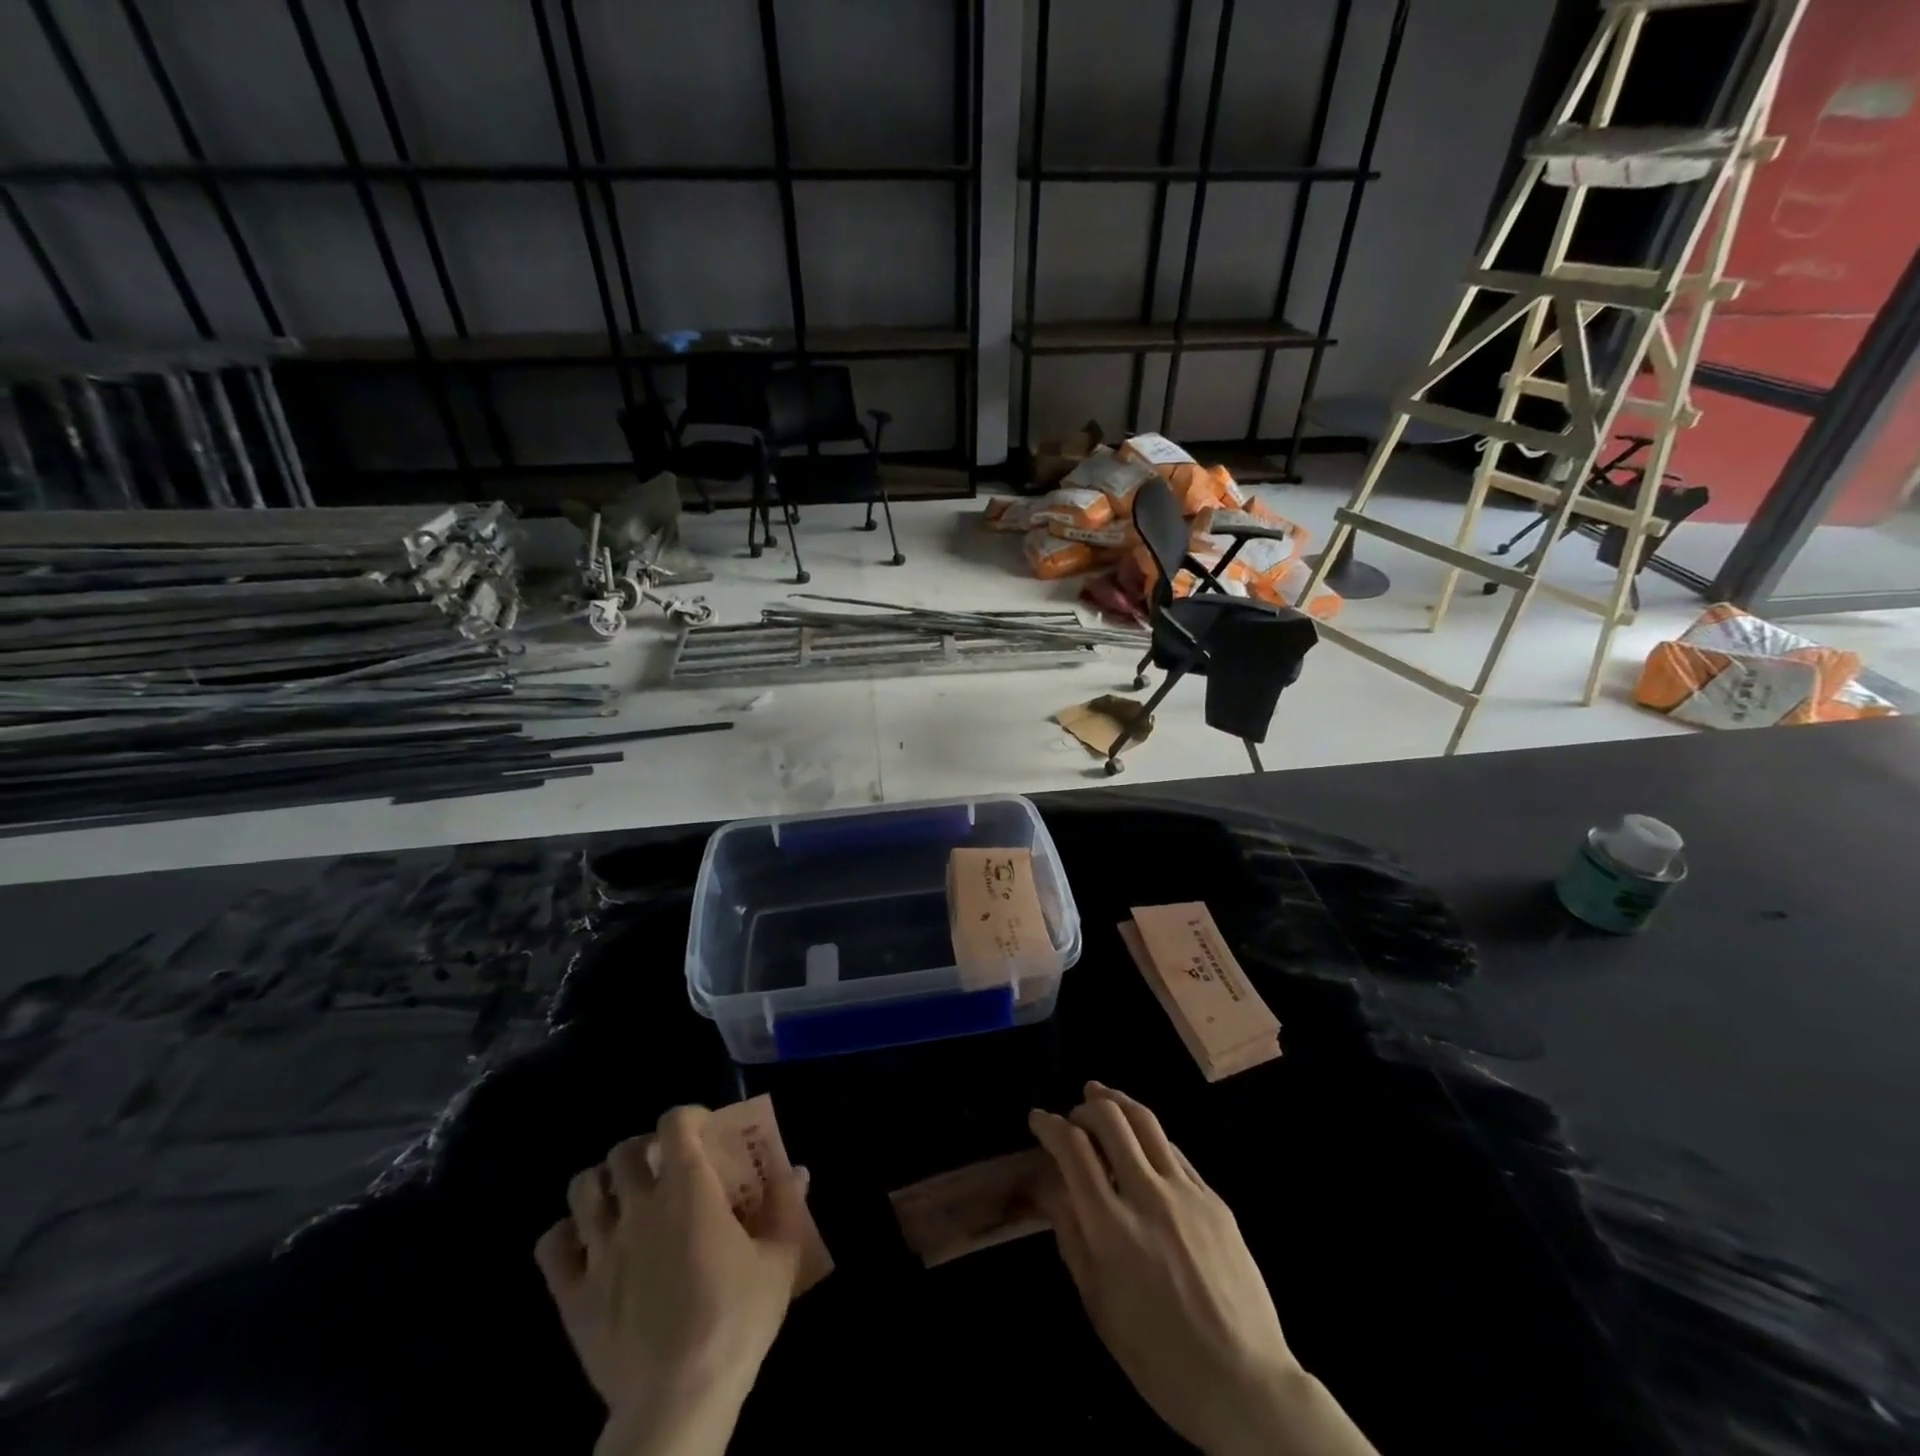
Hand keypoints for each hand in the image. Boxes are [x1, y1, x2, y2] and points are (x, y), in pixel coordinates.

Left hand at [534, 1106, 810, 1455]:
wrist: (678, 1398)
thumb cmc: (736, 1319)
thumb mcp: (780, 1258)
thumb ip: (786, 1205)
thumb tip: (797, 1169)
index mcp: (688, 1187)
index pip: (674, 1122)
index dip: (688, 1117)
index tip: (704, 1133)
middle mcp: (639, 1205)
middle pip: (623, 1150)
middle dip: (642, 1149)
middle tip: (661, 1168)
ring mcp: (600, 1249)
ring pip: (582, 1188)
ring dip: (601, 1184)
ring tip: (621, 1200)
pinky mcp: (571, 1294)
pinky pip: (550, 1246)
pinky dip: (565, 1235)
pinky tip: (585, 1245)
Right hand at [1030, 1084, 1375, 1455]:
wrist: (1244, 1384)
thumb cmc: (1158, 1357)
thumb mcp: (1098, 1305)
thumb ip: (1072, 1236)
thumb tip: (1051, 1187)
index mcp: (1111, 1226)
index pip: (1072, 1148)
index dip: (1049, 1125)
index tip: (1037, 1119)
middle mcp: (1147, 1195)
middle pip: (1110, 1119)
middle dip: (1084, 1106)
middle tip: (1072, 1113)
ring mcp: (1185, 1192)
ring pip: (1146, 1121)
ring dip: (1118, 1102)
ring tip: (1101, 1096)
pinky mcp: (1214, 1199)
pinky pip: (1174, 1150)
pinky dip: (1149, 1135)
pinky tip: (1142, 1142)